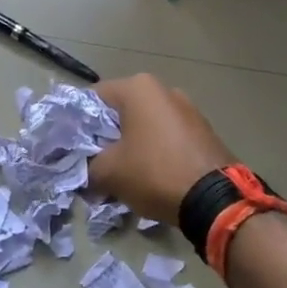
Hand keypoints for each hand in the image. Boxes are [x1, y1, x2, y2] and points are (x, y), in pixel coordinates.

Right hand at [87, 74, 235, 224]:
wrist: (215, 199)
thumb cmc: (154, 173)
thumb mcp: (108, 172)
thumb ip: (87, 165)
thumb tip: (85, 171)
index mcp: (138, 88)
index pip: (93, 97)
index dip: (77, 123)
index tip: (71, 147)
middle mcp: (164, 90)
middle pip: (120, 111)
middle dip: (105, 137)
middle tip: (93, 164)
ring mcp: (187, 109)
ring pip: (144, 125)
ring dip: (129, 146)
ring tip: (120, 175)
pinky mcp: (202, 131)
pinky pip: (166, 137)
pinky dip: (153, 152)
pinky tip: (148, 177)